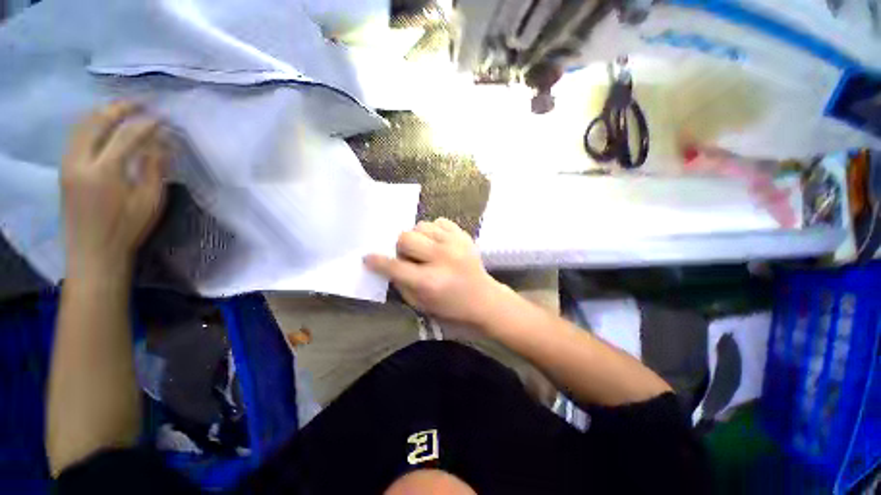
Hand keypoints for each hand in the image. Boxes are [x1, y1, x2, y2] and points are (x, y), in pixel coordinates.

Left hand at [61, 102, 168, 277]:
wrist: (93, 252)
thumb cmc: (127, 229)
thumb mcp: (150, 202)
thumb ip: (155, 169)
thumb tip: (163, 144)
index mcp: (104, 172)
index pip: (127, 136)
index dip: (146, 124)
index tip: (163, 118)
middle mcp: (80, 162)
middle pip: (96, 122)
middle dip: (119, 108)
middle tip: (140, 103)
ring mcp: (68, 164)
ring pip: (81, 125)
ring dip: (102, 112)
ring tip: (123, 109)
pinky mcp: (64, 169)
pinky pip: (75, 136)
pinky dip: (91, 123)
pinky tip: (104, 125)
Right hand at [365, 218, 507, 326]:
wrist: (484, 299)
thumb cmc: (451, 307)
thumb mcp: (421, 304)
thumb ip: (401, 283)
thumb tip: (388, 264)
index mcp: (429, 281)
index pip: (395, 266)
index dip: (378, 261)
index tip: (368, 257)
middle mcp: (441, 258)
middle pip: (406, 237)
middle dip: (401, 248)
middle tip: (409, 257)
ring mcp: (455, 243)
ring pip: (421, 225)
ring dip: (418, 238)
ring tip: (426, 249)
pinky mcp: (463, 235)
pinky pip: (439, 222)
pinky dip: (433, 231)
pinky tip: (438, 243)